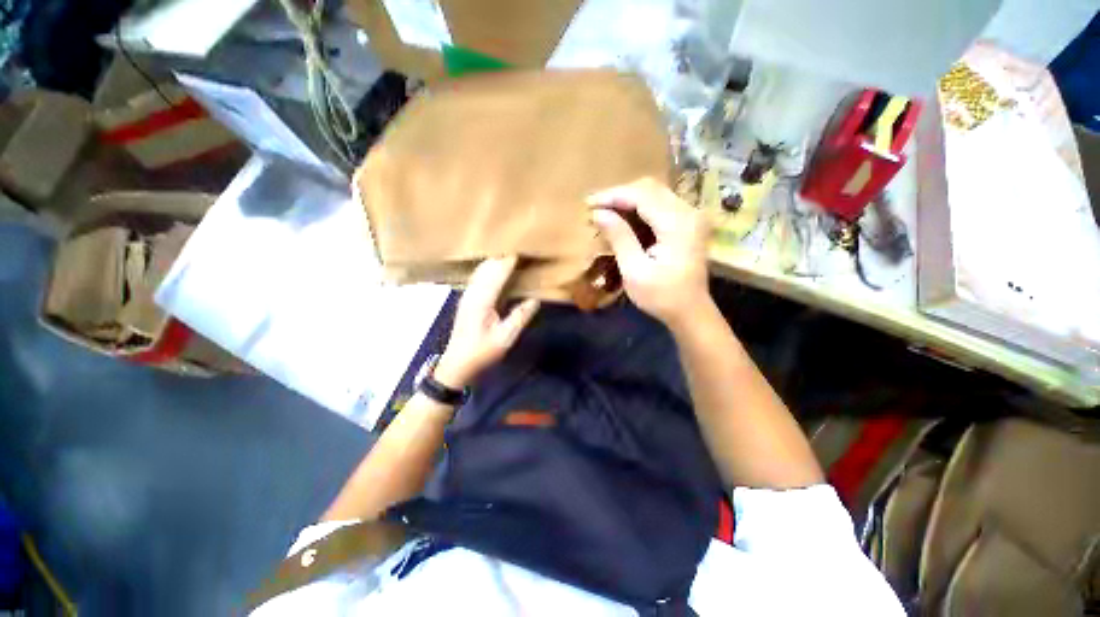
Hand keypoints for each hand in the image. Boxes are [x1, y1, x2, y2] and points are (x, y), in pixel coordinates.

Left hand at [435, 256, 539, 388]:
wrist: (457, 364)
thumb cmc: (481, 352)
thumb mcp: (505, 338)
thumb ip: (519, 317)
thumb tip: (535, 299)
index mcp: (482, 301)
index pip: (497, 273)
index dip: (510, 260)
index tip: (523, 248)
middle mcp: (472, 293)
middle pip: (487, 266)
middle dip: (503, 256)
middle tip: (520, 247)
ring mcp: (467, 295)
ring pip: (481, 269)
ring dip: (495, 260)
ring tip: (510, 254)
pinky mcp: (467, 299)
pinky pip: (478, 276)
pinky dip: (489, 268)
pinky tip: (497, 268)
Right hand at [589, 178, 710, 328]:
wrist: (690, 311)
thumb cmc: (661, 296)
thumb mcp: (635, 271)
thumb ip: (619, 238)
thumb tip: (599, 213)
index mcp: (677, 224)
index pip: (642, 195)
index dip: (613, 195)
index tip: (589, 203)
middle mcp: (689, 212)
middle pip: (650, 188)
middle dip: (620, 194)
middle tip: (595, 207)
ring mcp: (692, 216)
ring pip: (655, 193)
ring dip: (629, 199)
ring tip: (606, 211)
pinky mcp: (689, 223)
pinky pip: (661, 203)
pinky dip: (640, 207)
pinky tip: (624, 217)